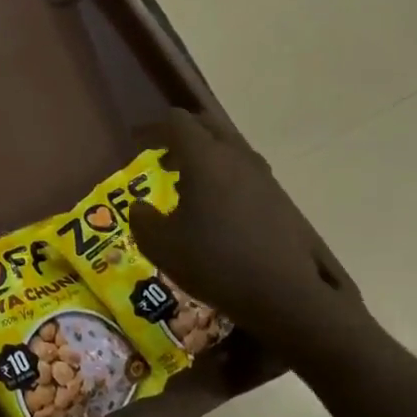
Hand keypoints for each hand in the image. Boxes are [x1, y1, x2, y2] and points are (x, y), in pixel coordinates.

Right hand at [127, 107, 361, 347]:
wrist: (282, 293)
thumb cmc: (212, 261)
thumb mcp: (159, 245)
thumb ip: (142, 219)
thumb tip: (140, 207)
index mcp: (205, 159)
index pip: (177, 123)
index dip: (152, 128)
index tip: (135, 140)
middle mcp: (236, 157)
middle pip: (207, 127)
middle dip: (181, 135)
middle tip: (161, 155)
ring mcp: (262, 177)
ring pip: (228, 148)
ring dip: (204, 156)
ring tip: (185, 182)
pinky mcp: (278, 198)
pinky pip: (243, 171)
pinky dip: (222, 175)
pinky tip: (213, 206)